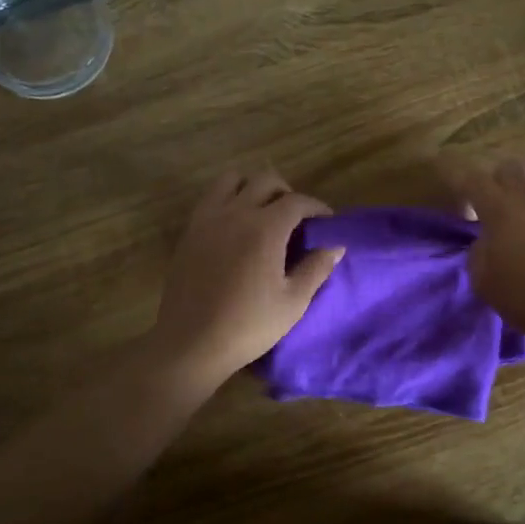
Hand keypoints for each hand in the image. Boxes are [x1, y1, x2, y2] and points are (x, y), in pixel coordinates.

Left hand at [152, 168, 342, 387]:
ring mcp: (208, 219)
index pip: (297, 201)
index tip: (326, 222)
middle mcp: (235, 213)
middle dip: (287, 192)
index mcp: (265, 229)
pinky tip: (236, 227)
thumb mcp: (293, 302)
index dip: (317, 207)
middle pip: (265, 180)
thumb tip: (335, 246)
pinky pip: (211, 198)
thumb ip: (316, 268)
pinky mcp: (190, 232)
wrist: (191, 343)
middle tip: (297, 218)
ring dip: (253, 188)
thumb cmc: (248, 326)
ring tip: (263, 212)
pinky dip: (229, 200)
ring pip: (232, 180)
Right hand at [446, 158, 524, 333]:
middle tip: (498, 203)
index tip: (462, 198)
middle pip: (509, 166)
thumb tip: (489, 238)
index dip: (461, 182)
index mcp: (499, 207)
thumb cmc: (523, 295)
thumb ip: (479, 249)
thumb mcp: (481, 277)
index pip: (472, 179)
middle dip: (498, 181)